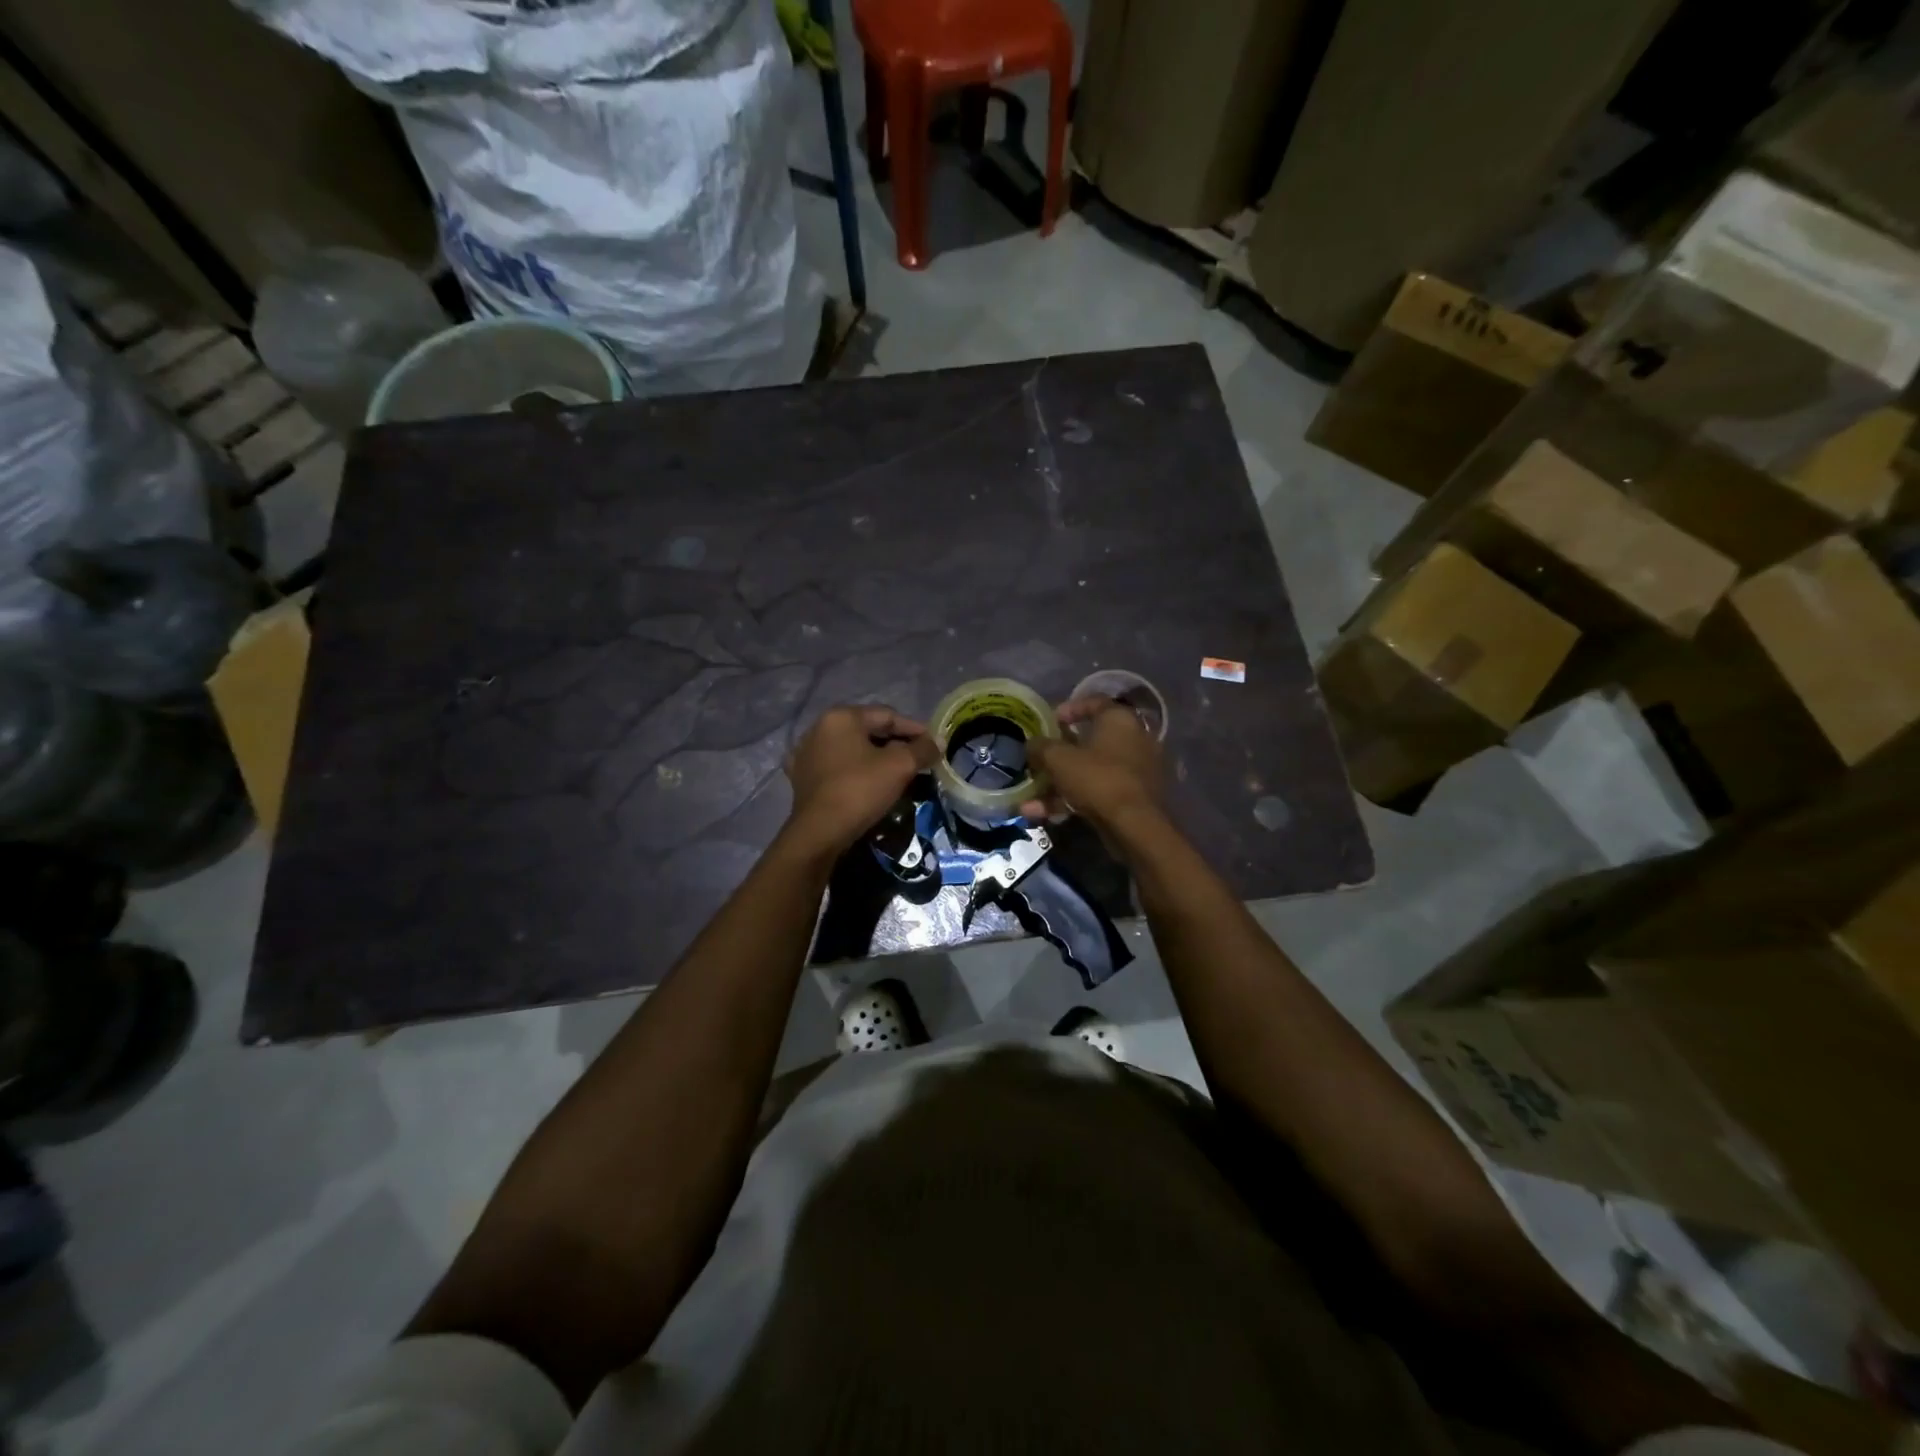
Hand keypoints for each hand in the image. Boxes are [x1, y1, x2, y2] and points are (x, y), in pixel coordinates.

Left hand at [783, 705, 936, 856]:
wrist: (819, 832)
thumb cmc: (860, 790)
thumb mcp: (900, 766)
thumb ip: (922, 749)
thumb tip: (938, 741)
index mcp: (841, 717)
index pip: (887, 715)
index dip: (915, 729)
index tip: (934, 744)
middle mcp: (819, 728)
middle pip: (868, 730)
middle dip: (896, 743)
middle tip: (918, 759)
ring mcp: (807, 753)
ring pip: (852, 749)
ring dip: (876, 757)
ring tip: (897, 773)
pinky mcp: (802, 777)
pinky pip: (837, 766)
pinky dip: (856, 770)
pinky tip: (868, 782)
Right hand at [1024, 695, 1163, 828]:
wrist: (1135, 826)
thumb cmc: (1097, 778)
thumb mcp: (1058, 759)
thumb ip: (1041, 747)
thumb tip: (1032, 744)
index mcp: (1120, 720)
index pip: (1094, 702)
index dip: (1068, 709)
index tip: (1048, 721)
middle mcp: (1134, 740)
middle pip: (1089, 741)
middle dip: (1058, 754)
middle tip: (1038, 761)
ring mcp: (1135, 771)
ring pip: (1090, 771)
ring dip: (1058, 784)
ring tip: (1029, 800)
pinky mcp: (1133, 798)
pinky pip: (1097, 792)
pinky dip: (1071, 800)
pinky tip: (1041, 815)